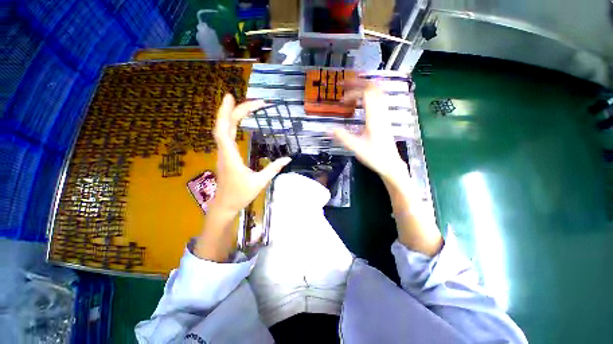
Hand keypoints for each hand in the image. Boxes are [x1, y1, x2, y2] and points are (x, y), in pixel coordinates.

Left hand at [211, 94, 291, 215]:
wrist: (225, 205)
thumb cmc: (241, 195)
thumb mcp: (260, 182)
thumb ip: (274, 168)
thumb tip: (288, 158)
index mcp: (230, 156)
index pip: (224, 130)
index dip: (226, 112)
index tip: (232, 97)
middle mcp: (224, 151)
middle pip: (224, 125)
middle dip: (236, 110)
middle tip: (255, 102)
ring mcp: (223, 152)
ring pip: (223, 129)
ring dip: (233, 115)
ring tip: (248, 106)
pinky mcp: (226, 155)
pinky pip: (226, 135)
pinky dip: (232, 123)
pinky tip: (238, 120)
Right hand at [335, 80, 441, 255]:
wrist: (391, 165)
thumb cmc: (375, 157)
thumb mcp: (356, 148)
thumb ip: (342, 137)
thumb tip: (328, 129)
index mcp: (374, 118)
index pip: (367, 93)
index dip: (354, 89)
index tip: (342, 94)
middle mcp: (381, 114)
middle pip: (374, 89)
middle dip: (359, 83)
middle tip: (345, 85)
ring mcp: (384, 116)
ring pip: (378, 94)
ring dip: (365, 89)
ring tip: (352, 91)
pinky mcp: (384, 120)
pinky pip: (379, 102)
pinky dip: (369, 97)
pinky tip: (361, 103)